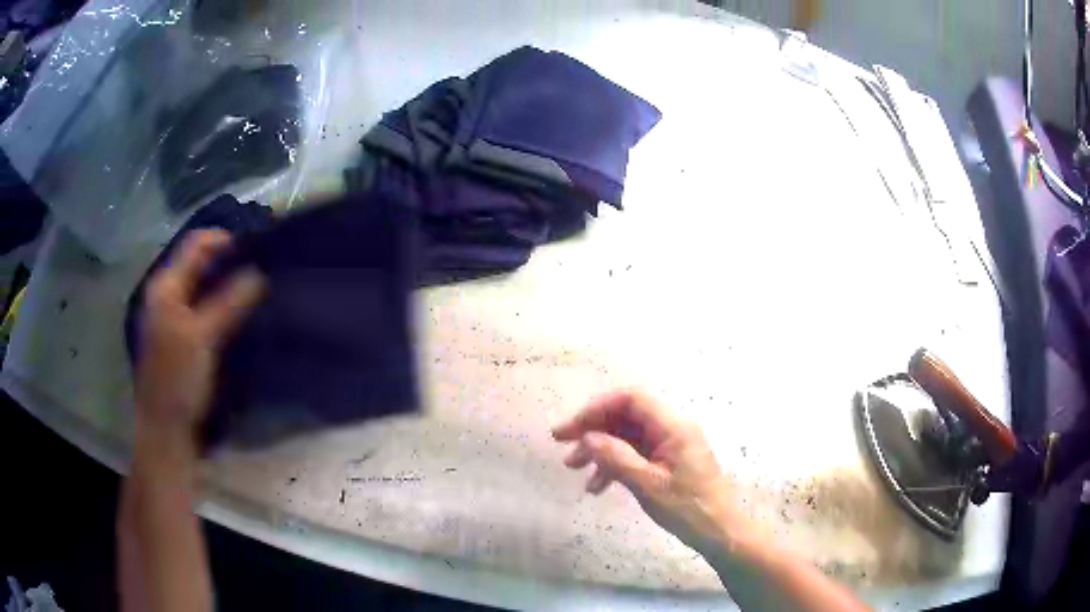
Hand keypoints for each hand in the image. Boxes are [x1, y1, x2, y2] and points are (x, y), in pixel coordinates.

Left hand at [134, 230, 264, 449]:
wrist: (166, 429)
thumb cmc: (178, 380)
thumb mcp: (203, 337)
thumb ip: (229, 301)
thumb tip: (259, 272)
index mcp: (165, 286)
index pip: (195, 244)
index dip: (224, 240)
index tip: (256, 249)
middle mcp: (166, 294)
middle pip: (198, 263)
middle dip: (228, 261)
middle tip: (261, 267)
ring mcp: (172, 316)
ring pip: (202, 286)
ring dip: (226, 283)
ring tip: (256, 288)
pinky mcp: (181, 337)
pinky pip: (203, 307)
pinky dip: (220, 304)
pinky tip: (239, 314)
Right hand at [553, 390, 750, 554]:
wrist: (719, 531)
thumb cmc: (687, 507)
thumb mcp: (647, 485)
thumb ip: (616, 458)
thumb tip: (587, 438)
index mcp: (673, 426)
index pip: (631, 399)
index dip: (597, 408)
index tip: (572, 428)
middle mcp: (672, 428)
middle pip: (626, 416)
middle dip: (593, 429)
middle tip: (562, 444)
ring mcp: (671, 444)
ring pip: (628, 436)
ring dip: (600, 449)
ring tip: (574, 468)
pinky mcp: (669, 460)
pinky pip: (637, 453)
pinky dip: (615, 465)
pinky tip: (597, 486)